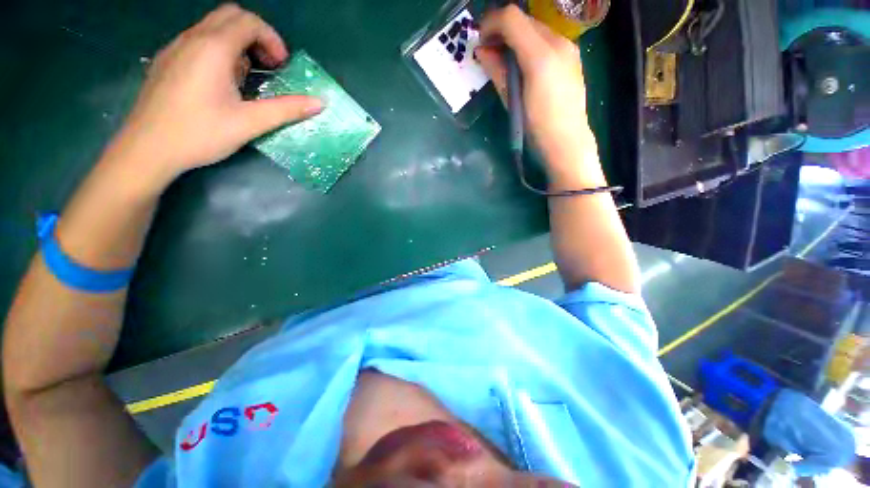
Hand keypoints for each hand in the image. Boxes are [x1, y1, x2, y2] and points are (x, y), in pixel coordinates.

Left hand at [107, 4, 322, 186]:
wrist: (146, 149)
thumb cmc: (199, 134)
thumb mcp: (249, 123)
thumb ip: (286, 109)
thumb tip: (320, 103)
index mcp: (213, 48)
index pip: (249, 21)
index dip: (272, 39)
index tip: (282, 67)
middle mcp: (192, 38)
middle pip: (231, 16)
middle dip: (256, 35)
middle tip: (268, 66)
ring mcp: (175, 48)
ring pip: (213, 27)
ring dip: (238, 43)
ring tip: (247, 78)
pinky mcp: (167, 61)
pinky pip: (198, 41)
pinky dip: (219, 50)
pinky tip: (222, 82)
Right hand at [476, 6, 598, 178]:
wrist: (566, 142)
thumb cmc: (535, 127)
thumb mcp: (511, 101)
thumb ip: (497, 71)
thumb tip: (481, 51)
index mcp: (540, 56)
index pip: (511, 19)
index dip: (490, 24)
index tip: (479, 41)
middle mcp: (558, 42)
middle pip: (524, 20)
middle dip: (502, 30)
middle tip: (488, 50)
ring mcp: (568, 48)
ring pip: (535, 28)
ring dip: (515, 37)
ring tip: (503, 59)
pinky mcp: (572, 56)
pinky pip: (546, 39)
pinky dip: (529, 44)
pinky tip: (523, 64)